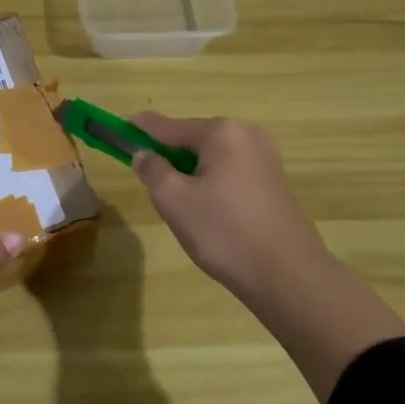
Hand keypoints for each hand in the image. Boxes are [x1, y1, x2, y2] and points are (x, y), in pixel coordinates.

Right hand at [131, 113, 404, 402]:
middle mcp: (247, 135)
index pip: (167, 126)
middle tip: (151, 186)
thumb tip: (144, 154)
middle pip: (191, 139)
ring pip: (211, 159)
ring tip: (181, 208)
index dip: (138, 130)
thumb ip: (152, 170)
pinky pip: (230, 173)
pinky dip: (211, 184)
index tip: (116, 129)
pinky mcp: (274, 183)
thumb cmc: (224, 232)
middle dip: (168, 157)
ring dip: (189, 174)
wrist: (288, 276)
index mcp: (222, 132)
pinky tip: (209, 215)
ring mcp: (266, 159)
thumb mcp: (174, 200)